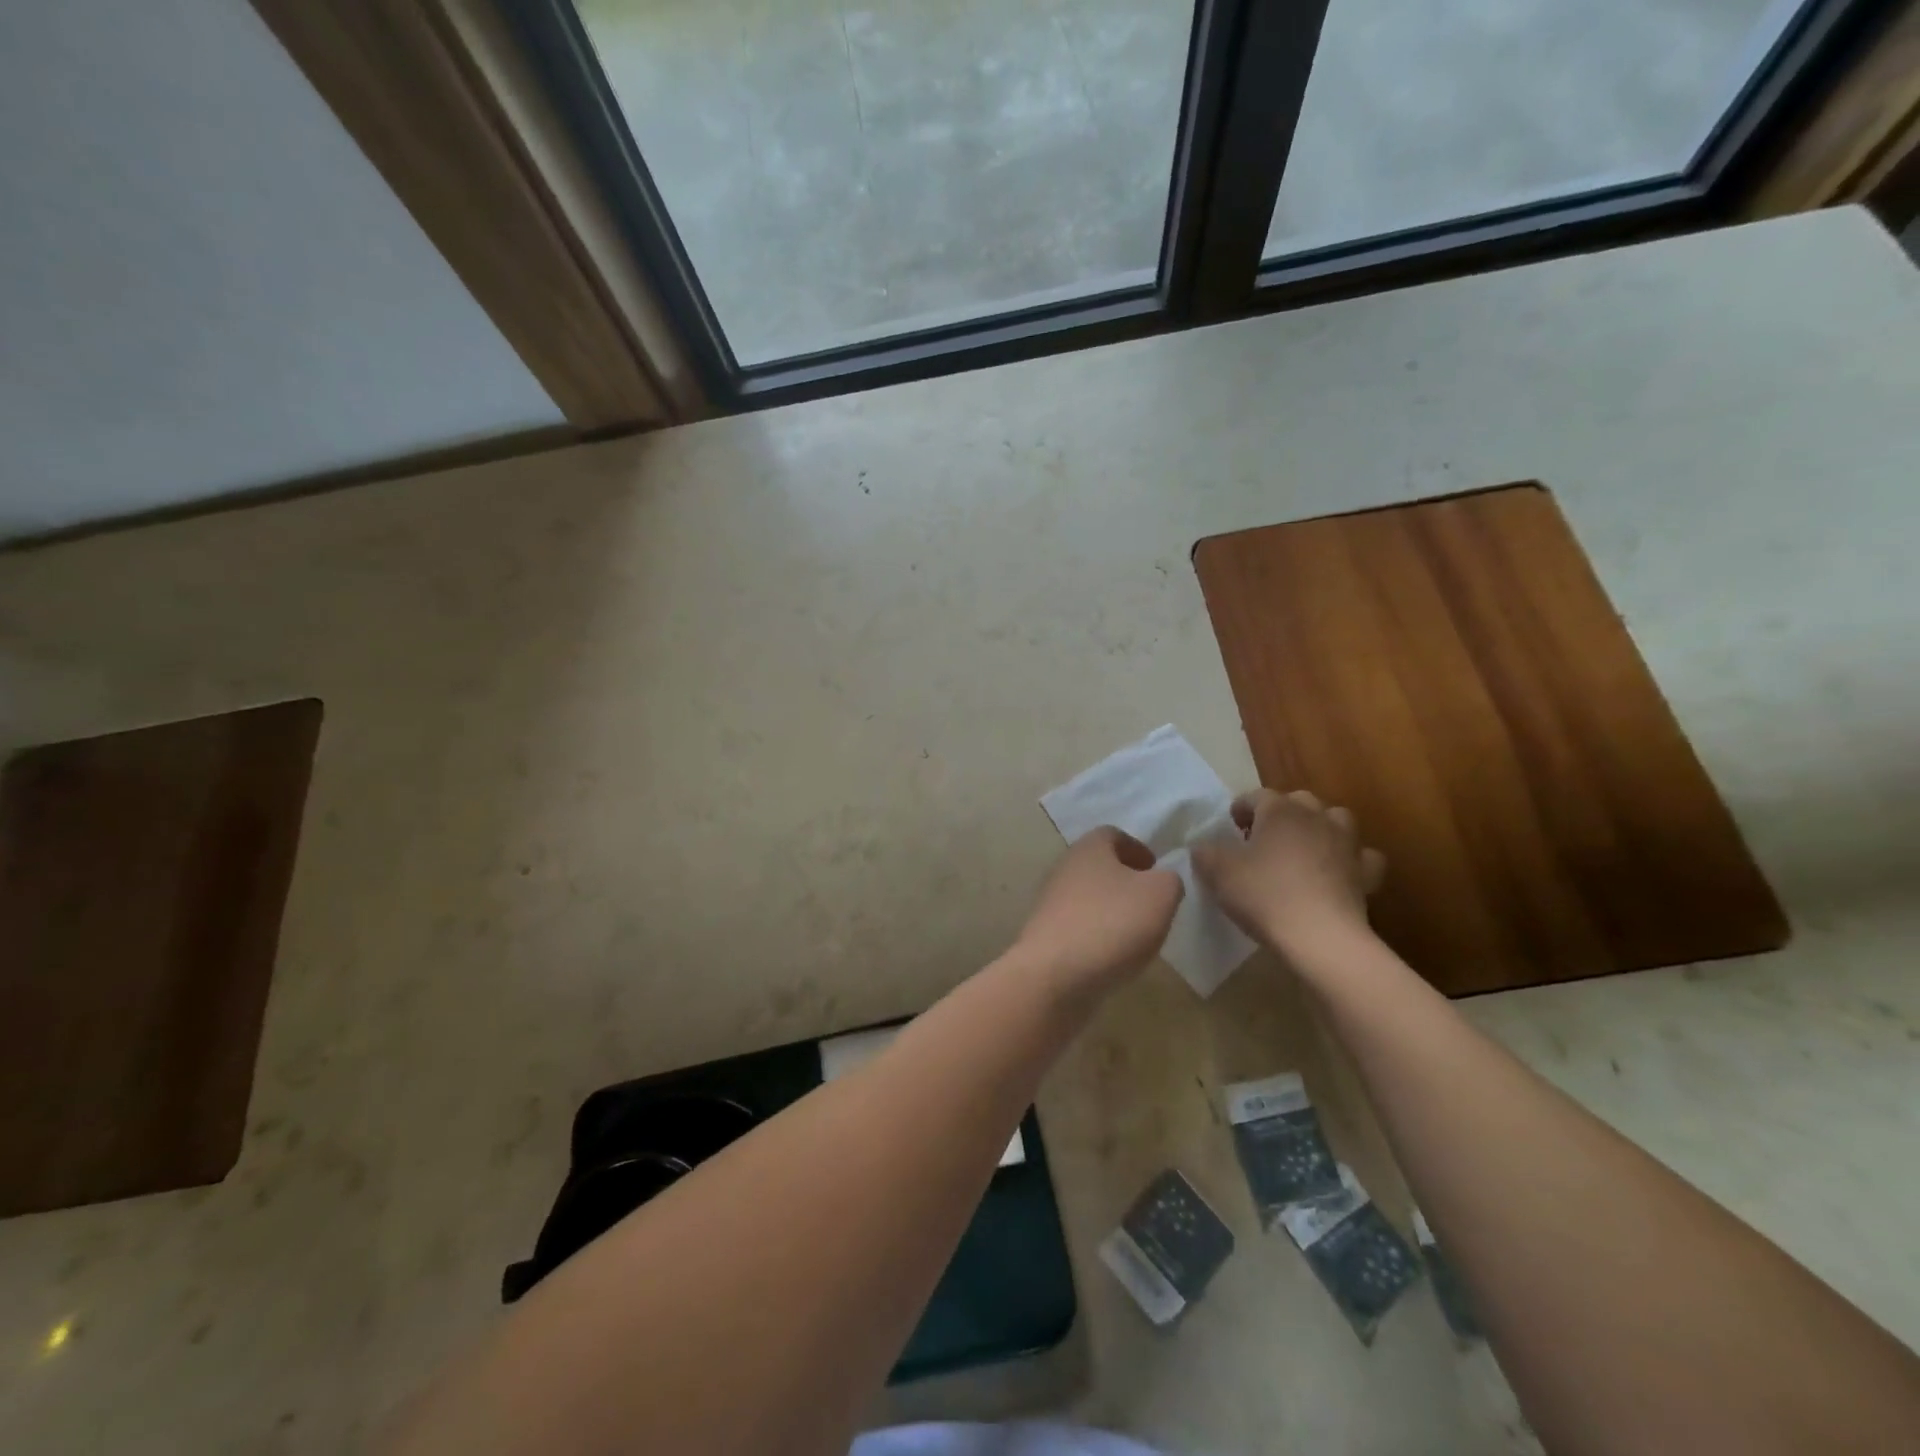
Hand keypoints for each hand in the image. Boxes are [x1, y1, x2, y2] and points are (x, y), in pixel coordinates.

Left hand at [1013, 827, 1184, 995]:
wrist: (1055, 975)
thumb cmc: (1112, 922)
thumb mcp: (1161, 895)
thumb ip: (1170, 880)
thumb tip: (1162, 880)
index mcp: (1090, 848)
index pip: (1114, 834)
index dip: (1139, 849)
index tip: (1157, 871)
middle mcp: (1065, 868)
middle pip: (1100, 866)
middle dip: (1127, 881)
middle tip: (1152, 903)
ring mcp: (1051, 902)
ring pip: (1089, 897)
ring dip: (1113, 910)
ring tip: (1138, 934)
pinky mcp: (1046, 935)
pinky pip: (1080, 926)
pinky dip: (1098, 935)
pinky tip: (1114, 956)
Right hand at [1191, 789, 1385, 954]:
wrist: (1320, 937)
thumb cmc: (1264, 895)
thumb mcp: (1218, 872)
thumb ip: (1205, 852)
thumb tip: (1202, 846)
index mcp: (1280, 811)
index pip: (1257, 795)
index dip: (1241, 808)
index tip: (1231, 825)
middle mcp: (1316, 817)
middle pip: (1299, 802)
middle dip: (1280, 813)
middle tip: (1262, 837)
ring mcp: (1347, 844)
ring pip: (1335, 820)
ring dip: (1319, 828)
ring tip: (1302, 849)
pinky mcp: (1366, 874)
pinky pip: (1361, 857)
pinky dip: (1350, 860)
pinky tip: (1338, 872)